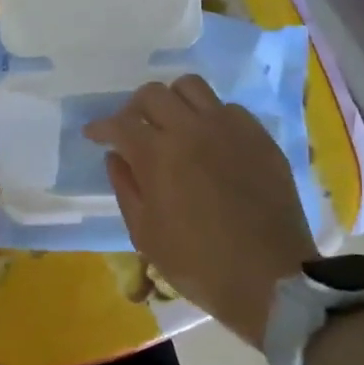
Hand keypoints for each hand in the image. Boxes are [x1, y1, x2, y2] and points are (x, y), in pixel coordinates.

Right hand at [84, 76, 316, 346]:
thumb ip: (125, 187)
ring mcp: (230, 128)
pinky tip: (209, 142)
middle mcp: (192, 129)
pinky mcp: (259, 137)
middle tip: (132, 131)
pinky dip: (209, 117)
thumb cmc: (197, 263)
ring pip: (191, 87)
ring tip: (171, 125)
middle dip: (133, 109)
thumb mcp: (144, 233)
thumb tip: (116, 156)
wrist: (269, 278)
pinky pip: (227, 108)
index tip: (94, 134)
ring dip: (172, 101)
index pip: (119, 123)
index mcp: (158, 154)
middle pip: (153, 93)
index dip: (101, 127)